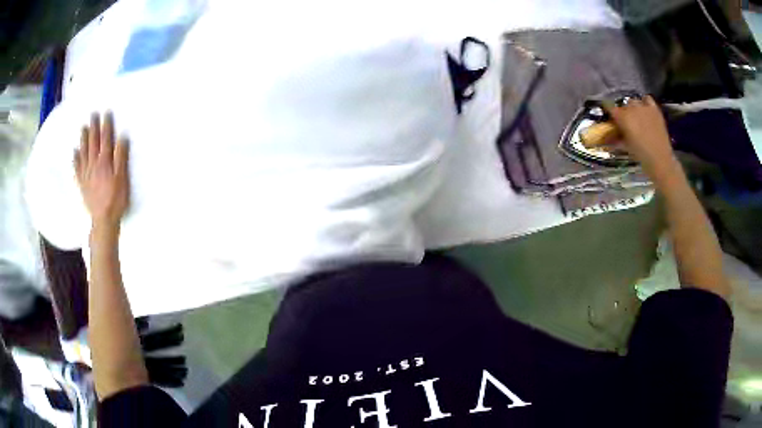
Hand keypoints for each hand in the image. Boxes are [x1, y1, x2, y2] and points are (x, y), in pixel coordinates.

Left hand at [74, 112, 129, 229]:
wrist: (103, 220)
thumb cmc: (116, 200)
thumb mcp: (122, 179)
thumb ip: (121, 158)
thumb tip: (121, 138)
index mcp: (105, 162)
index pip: (106, 139)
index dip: (106, 125)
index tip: (106, 113)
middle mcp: (94, 164)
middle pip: (93, 143)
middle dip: (93, 128)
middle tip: (92, 115)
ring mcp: (86, 174)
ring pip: (83, 153)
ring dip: (83, 139)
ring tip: (83, 128)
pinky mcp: (82, 184)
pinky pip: (77, 168)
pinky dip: (75, 159)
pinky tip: (75, 152)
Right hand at [605, 96, 679, 180]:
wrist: (660, 159)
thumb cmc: (640, 155)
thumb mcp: (625, 146)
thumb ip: (615, 138)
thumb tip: (605, 138)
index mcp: (622, 117)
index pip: (609, 107)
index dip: (608, 111)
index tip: (609, 116)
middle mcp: (632, 108)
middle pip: (623, 105)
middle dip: (623, 113)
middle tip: (625, 123)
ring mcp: (644, 107)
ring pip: (634, 101)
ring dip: (633, 108)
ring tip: (636, 117)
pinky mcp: (654, 109)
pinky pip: (647, 99)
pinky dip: (645, 102)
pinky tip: (645, 110)